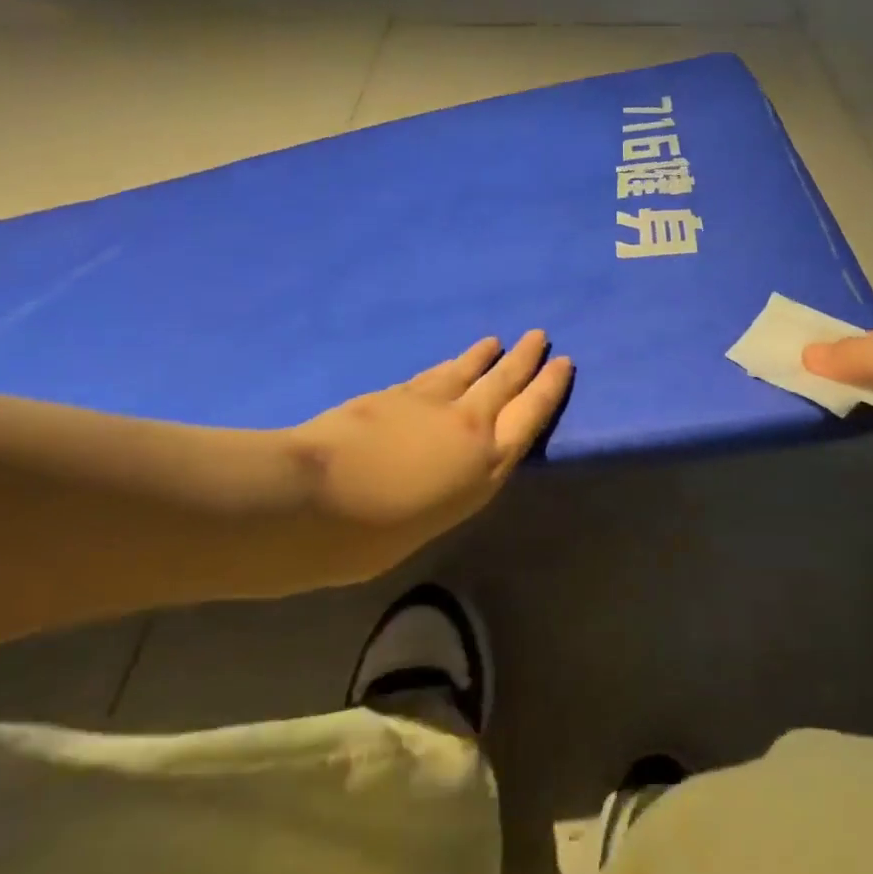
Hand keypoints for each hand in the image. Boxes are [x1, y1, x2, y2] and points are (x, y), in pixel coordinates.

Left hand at [284, 331, 572, 575]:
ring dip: (484, 356)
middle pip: (504, 384)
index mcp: (484, 467)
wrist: (309, 499)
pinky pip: (431, 376)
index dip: (548, 388)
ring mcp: (429, 406)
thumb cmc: (367, 538)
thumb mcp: (425, 525)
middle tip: (539, 335)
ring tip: (497, 341)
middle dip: (524, 359)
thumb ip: (440, 493)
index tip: (563, 362)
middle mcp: (467, 428)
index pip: (529, 417)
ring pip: (467, 372)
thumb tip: (431, 481)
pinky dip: (446, 366)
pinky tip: (449, 362)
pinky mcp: (394, 395)